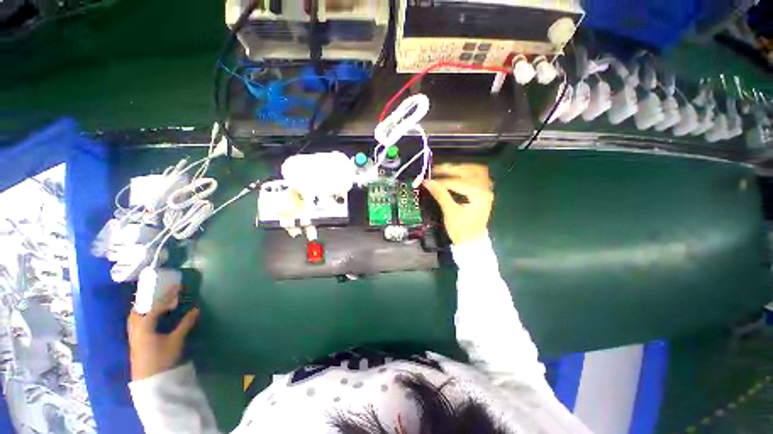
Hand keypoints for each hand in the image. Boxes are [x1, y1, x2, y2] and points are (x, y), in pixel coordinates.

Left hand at [127, 286, 199, 380]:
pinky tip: (150, 321)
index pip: (156, 306)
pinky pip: (135, 325)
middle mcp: (135, 329)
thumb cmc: (162, 359)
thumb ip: (185, 324)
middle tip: (159, 295)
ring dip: (143, 310)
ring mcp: (133, 337)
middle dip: (148, 301)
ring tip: (154, 306)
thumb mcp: (176, 341)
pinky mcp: (134, 344)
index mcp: (145, 326)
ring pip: (134, 319)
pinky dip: (142, 318)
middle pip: (137, 311)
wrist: (150, 382)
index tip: (176, 288)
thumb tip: (196, 309)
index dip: (167, 296)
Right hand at [423, 164, 493, 245]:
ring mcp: (486, 191)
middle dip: (452, 169)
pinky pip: (477, 177)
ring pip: (476, 171)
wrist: (471, 242)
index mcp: (479, 195)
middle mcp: (486, 189)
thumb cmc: (461, 229)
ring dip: (461, 168)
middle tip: (436, 169)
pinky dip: (467, 173)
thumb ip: (440, 194)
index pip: (458, 182)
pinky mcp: (483, 193)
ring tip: (446, 168)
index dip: (441, 180)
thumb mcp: (450, 212)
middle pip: (470, 171)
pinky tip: (457, 173)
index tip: (428, 179)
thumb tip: (427, 182)